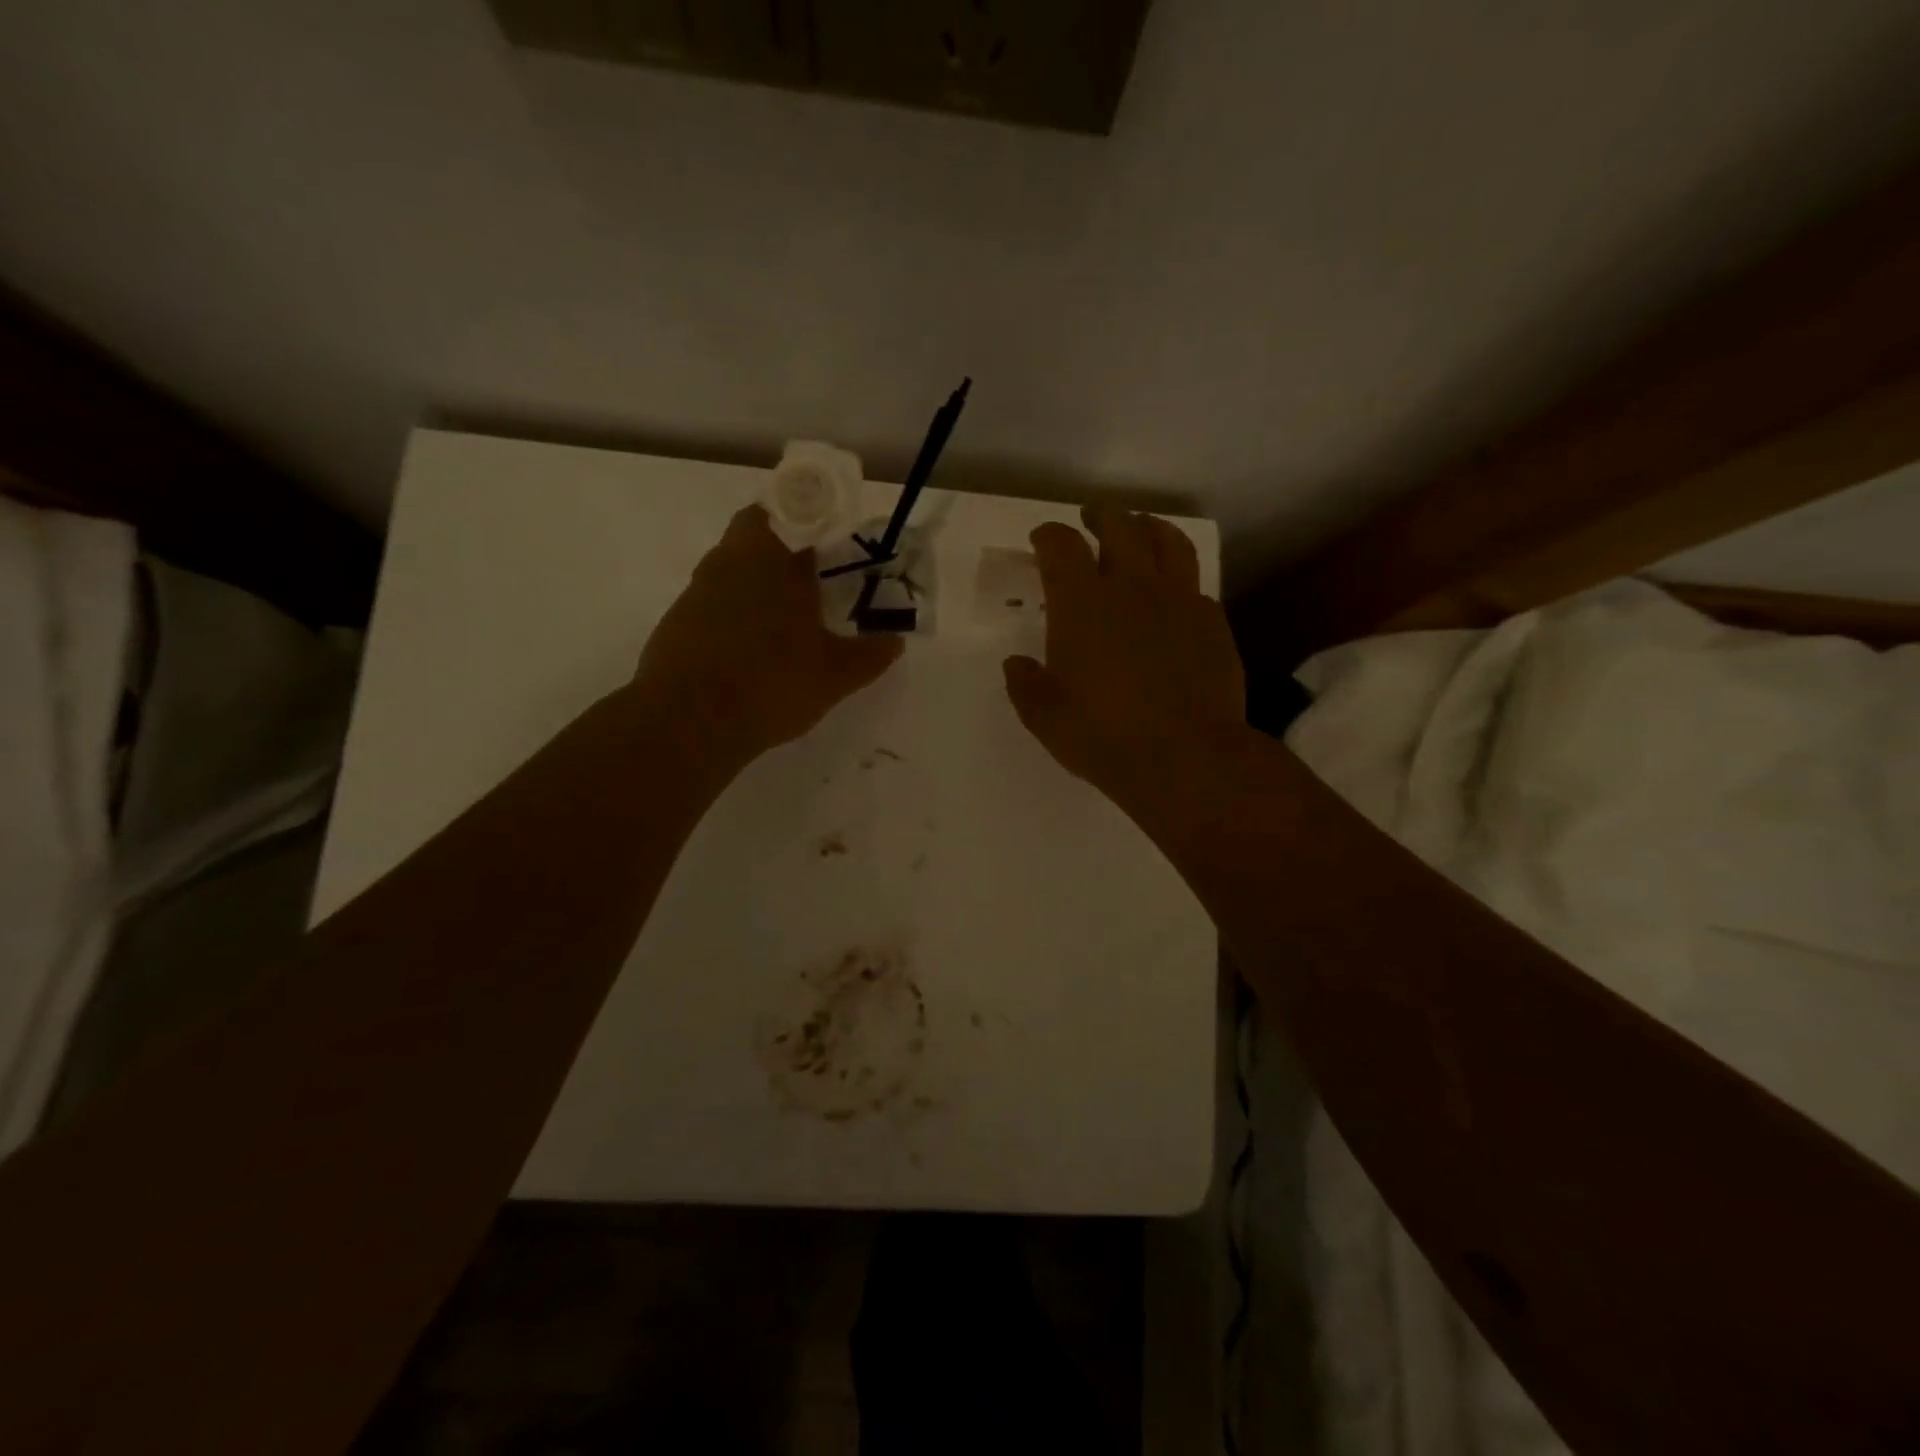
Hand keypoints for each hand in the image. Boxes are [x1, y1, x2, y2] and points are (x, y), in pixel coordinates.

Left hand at [627, 505, 902, 771]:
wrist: (687, 722)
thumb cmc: (771, 682)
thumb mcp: (836, 674)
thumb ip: (871, 654)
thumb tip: (895, 640)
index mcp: (773, 556)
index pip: (794, 508)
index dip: (817, 517)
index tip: (836, 539)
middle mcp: (730, 560)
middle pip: (757, 529)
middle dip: (786, 545)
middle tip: (816, 576)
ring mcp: (698, 589)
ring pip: (733, 565)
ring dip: (759, 579)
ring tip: (788, 617)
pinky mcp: (678, 620)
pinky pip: (714, 600)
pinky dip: (735, 611)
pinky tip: (753, 648)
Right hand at [1003, 504, 1244, 807]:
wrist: (1185, 756)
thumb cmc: (1102, 735)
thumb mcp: (1044, 716)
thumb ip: (1026, 684)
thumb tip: (1017, 665)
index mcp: (1081, 603)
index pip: (1061, 545)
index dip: (1048, 535)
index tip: (1042, 540)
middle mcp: (1131, 587)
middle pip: (1119, 524)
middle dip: (1101, 514)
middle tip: (1092, 517)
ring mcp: (1179, 600)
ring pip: (1168, 541)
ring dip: (1149, 526)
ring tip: (1141, 529)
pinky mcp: (1212, 621)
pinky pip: (1194, 583)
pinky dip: (1178, 576)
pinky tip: (1173, 593)